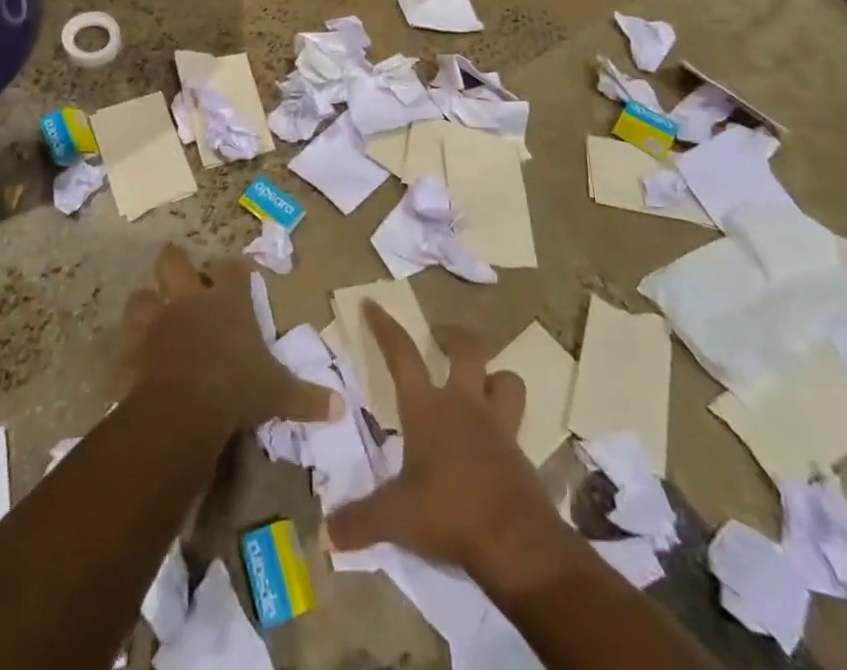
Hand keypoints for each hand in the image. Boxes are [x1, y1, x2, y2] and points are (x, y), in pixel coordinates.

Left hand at [124, 245, 338, 436]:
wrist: (186, 405)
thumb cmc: (237, 386)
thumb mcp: (278, 393)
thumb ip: (307, 397)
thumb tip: (341, 408)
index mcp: (228, 302)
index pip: (233, 270)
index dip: (235, 268)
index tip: (238, 271)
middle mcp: (191, 301)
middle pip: (174, 262)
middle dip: (175, 262)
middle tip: (179, 272)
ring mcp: (159, 322)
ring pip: (141, 297)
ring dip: (145, 304)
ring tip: (151, 314)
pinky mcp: (136, 349)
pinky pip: (126, 343)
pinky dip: (128, 350)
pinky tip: (132, 360)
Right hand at [327, 302, 568, 593]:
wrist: (517, 543)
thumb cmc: (450, 513)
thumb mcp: (396, 518)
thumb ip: (360, 520)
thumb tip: (325, 532)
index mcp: (427, 408)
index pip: (402, 354)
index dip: (385, 327)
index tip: (373, 304)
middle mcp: (464, 404)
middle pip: (468, 348)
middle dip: (453, 335)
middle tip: (439, 337)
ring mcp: (497, 426)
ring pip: (506, 380)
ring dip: (494, 375)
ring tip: (480, 381)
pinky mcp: (521, 453)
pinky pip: (517, 423)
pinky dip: (507, 422)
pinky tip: (495, 440)